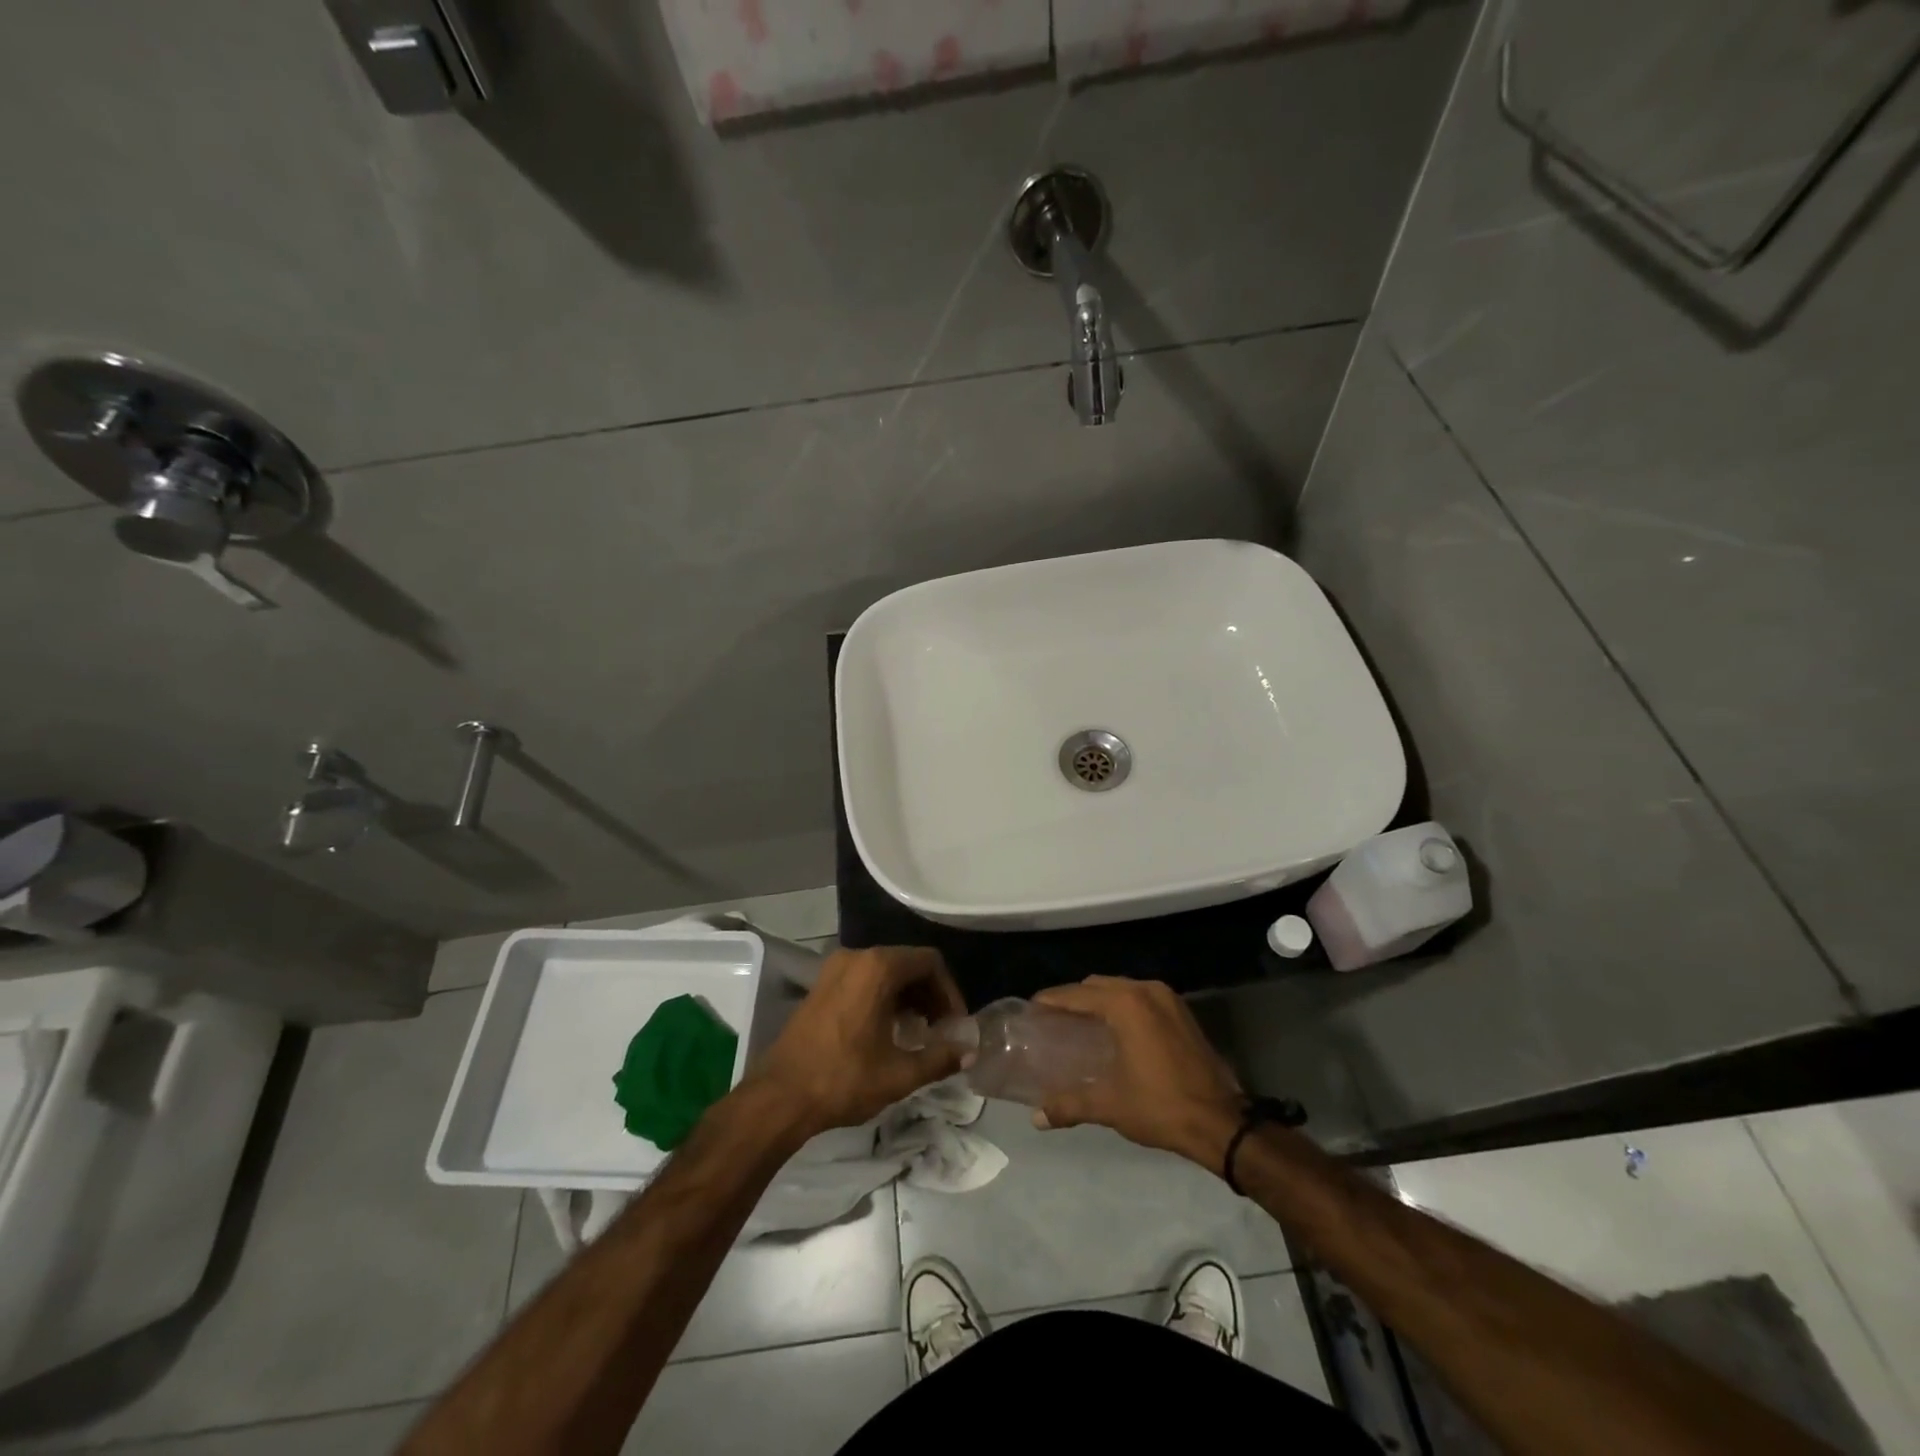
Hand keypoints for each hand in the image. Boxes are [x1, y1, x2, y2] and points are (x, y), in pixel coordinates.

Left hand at [749, 946, 965, 1137]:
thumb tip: (969, 1052)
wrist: (780, 1096)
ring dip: (907, 996)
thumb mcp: (899, 1074)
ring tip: (918, 1032)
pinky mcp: (822, 985)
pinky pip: (864, 979)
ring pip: (885, 971)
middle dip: (930, 994)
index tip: (955, 1024)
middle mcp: (857, 957)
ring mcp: (835, 969)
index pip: (929, 962)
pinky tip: (888, 1030)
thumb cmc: (843, 1079)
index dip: (949, 991)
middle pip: (908, 963)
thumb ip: (939, 1058)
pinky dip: (884, 997)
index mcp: (878, 968)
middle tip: (941, 1029)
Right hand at [1031, 977, 1243, 1168]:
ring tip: (1081, 1024)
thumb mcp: (1110, 1105)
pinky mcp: (1183, 1012)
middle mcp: (1146, 991)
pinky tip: (1115, 1030)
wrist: (1221, 1122)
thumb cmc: (1160, 1106)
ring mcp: (1168, 999)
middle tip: (1054, 1019)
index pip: (1077, 994)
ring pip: (1122, 988)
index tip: (1032, 1009)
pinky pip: (1142, 998)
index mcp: (1126, 1004)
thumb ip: (1069, 1104)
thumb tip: (1036, 1118)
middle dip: (1075, 998)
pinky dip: (1123, 1006)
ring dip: (1100, 1001)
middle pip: (1099, 985)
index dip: (1052, 1000)